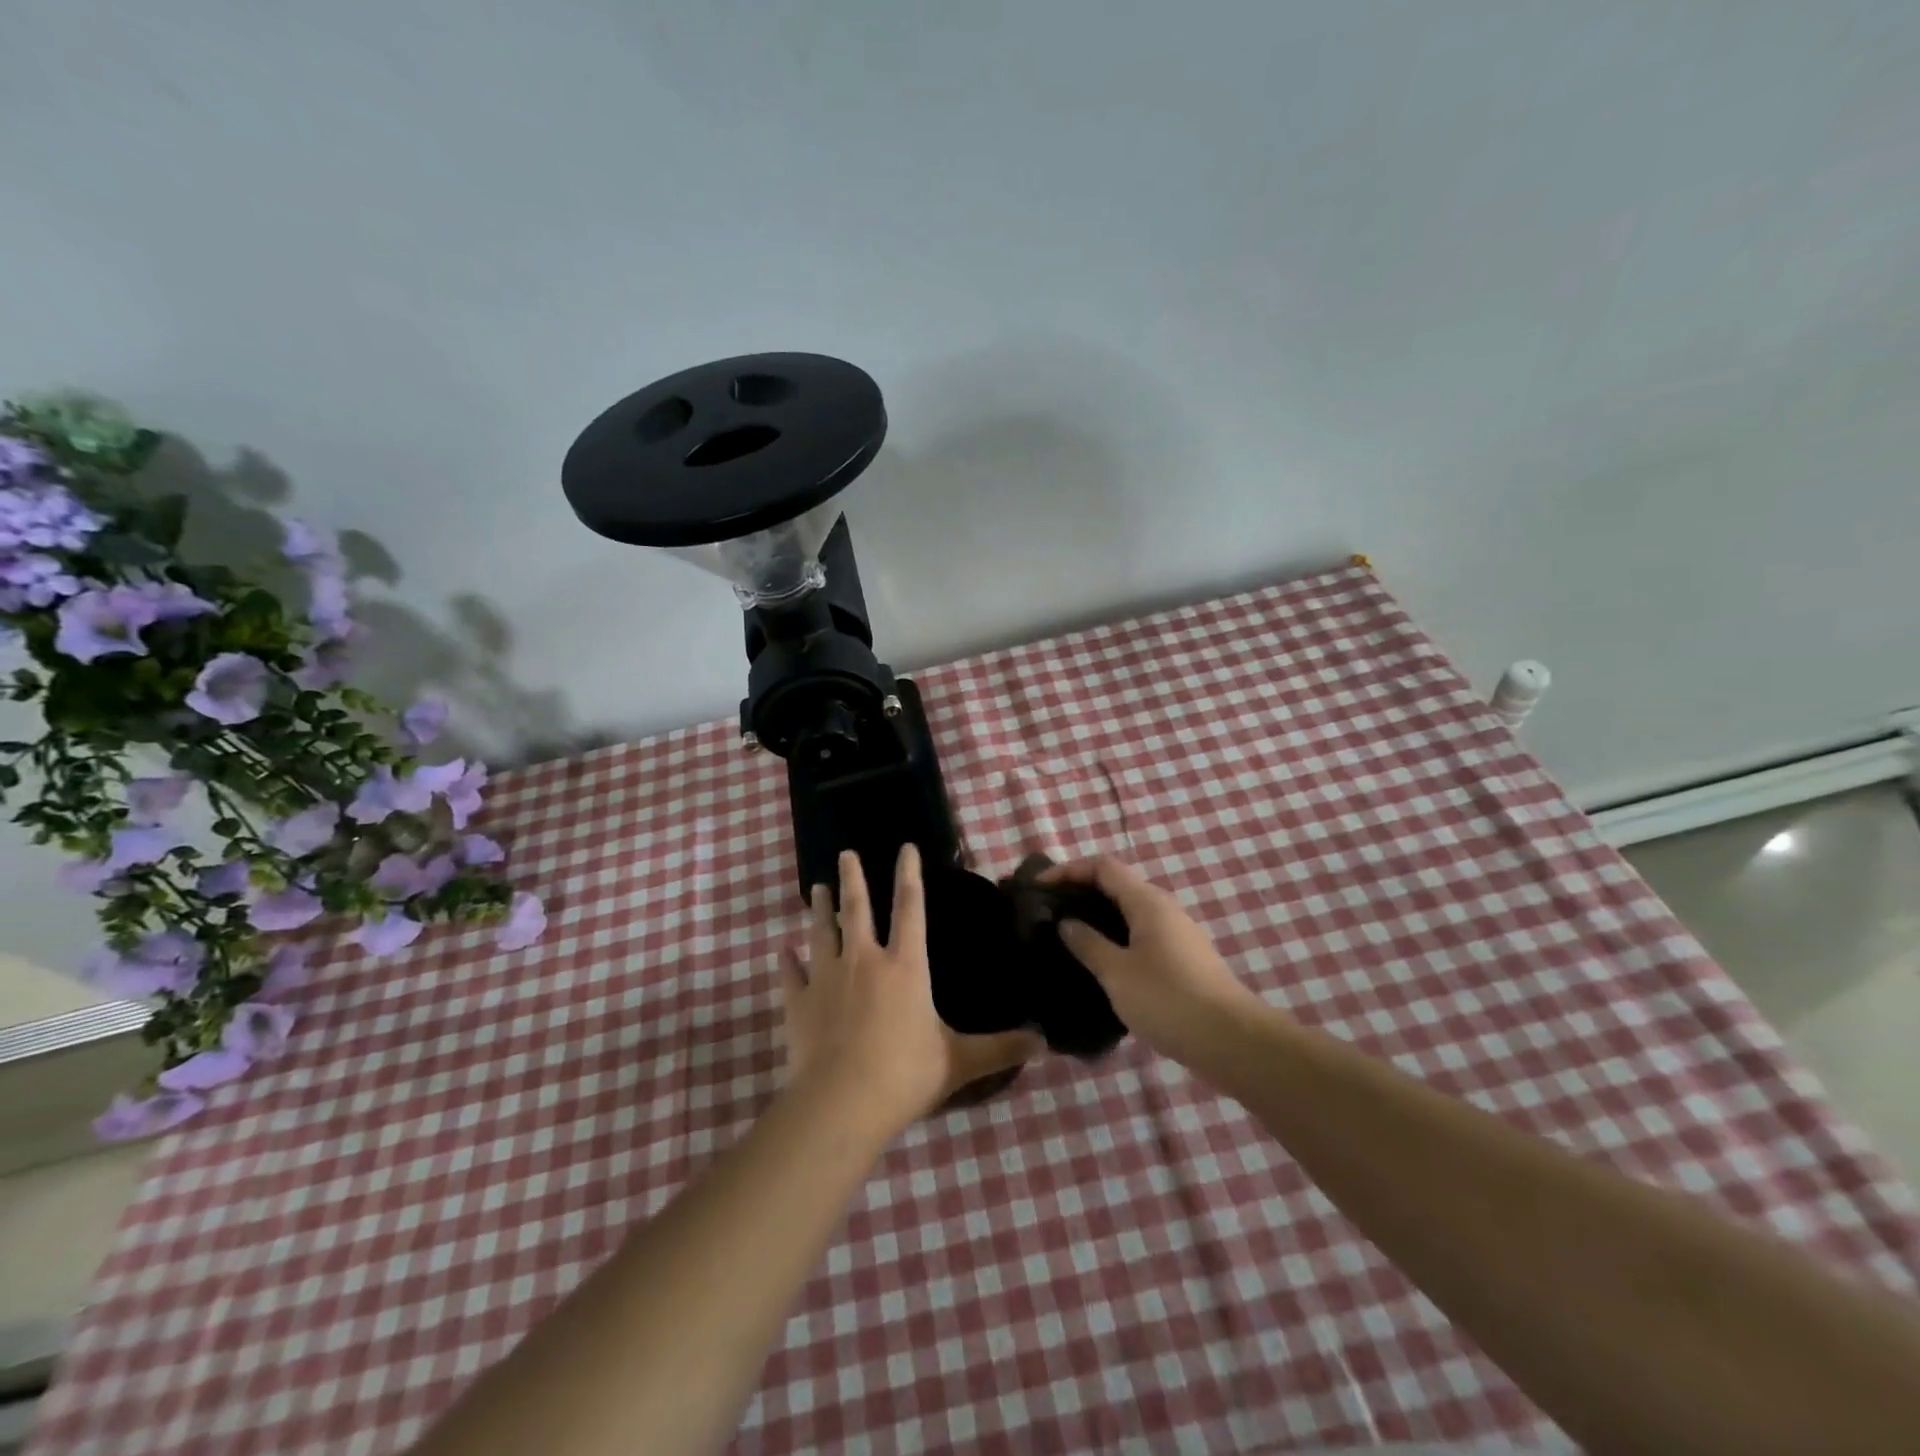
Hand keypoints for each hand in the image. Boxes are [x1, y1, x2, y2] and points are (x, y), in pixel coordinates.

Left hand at [782, 844, 1038, 1138]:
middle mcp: (863, 961)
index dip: (909, 874)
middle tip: (846, 852)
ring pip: (820, 932)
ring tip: (816, 888)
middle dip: (853, 877)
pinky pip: (791, 974)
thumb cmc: (903, 1075)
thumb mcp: (960, 1062)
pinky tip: (783, 952)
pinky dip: (788, 962)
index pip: (910, 907)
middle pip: (856, 908)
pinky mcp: (798, 1003)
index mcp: (904, 966)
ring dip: (818, 908)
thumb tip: (1043, 1043)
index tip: (905, 847)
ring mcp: (826, 978)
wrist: (840, 1104)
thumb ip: (1000, 1049)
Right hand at [1045, 854, 1266, 1071]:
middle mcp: (1164, 908)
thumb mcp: (1117, 973)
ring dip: (1098, 918)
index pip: (1102, 866)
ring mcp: (1177, 934)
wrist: (1232, 1041)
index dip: (1068, 870)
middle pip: (1116, 885)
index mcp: (1147, 901)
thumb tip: (1066, 923)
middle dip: (1080, 893)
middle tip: (1049, 916)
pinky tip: (1102, 966)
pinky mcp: (1183, 959)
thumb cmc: (1168, 1000)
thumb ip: (1087, 944)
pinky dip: (1116, 939)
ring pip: (1129, 912)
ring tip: (1068, 941)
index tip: (1038, 889)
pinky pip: (1141, 935)